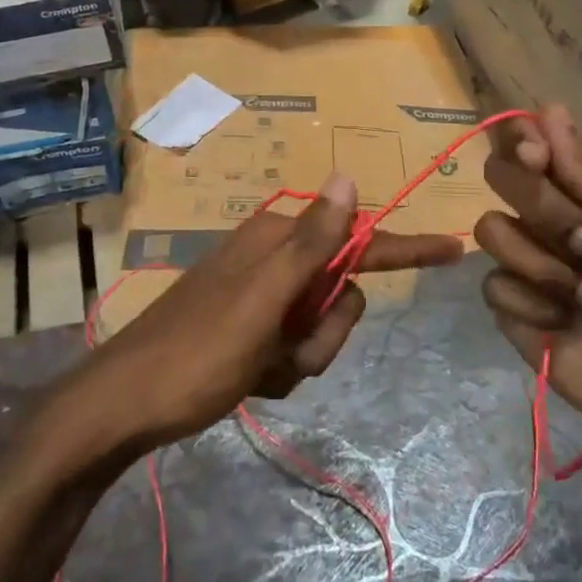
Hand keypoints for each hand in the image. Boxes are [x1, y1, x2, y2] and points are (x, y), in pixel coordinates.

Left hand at [78, 174, 463, 452]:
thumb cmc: (198, 350)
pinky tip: (248, 377)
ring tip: (260, 367)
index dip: (407, 247)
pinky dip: (280, 371)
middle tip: (285, 350)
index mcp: (279, 241)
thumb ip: (311, 241)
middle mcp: (274, 259)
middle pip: (342, 296)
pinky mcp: (252, 330)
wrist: (127, 405)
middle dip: (325, 333)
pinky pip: (295, 352)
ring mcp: (262, 297)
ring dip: (301, 357)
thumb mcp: (261, 298)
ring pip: (321, 329)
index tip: (455, 248)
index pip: (359, 240)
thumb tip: (348, 176)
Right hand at [475, 106, 581, 452]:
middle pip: (499, 175)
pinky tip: (563, 324)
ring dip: (542, 264)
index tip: (536, 156)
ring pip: (491, 229)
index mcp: (580, 187)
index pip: (527, 139)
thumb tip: (549, 110)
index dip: (519, 139)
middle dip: (543, 209)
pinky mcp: (507, 302)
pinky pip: (493, 284)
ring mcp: (522, 257)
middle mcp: (542, 213)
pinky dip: (532, 305)